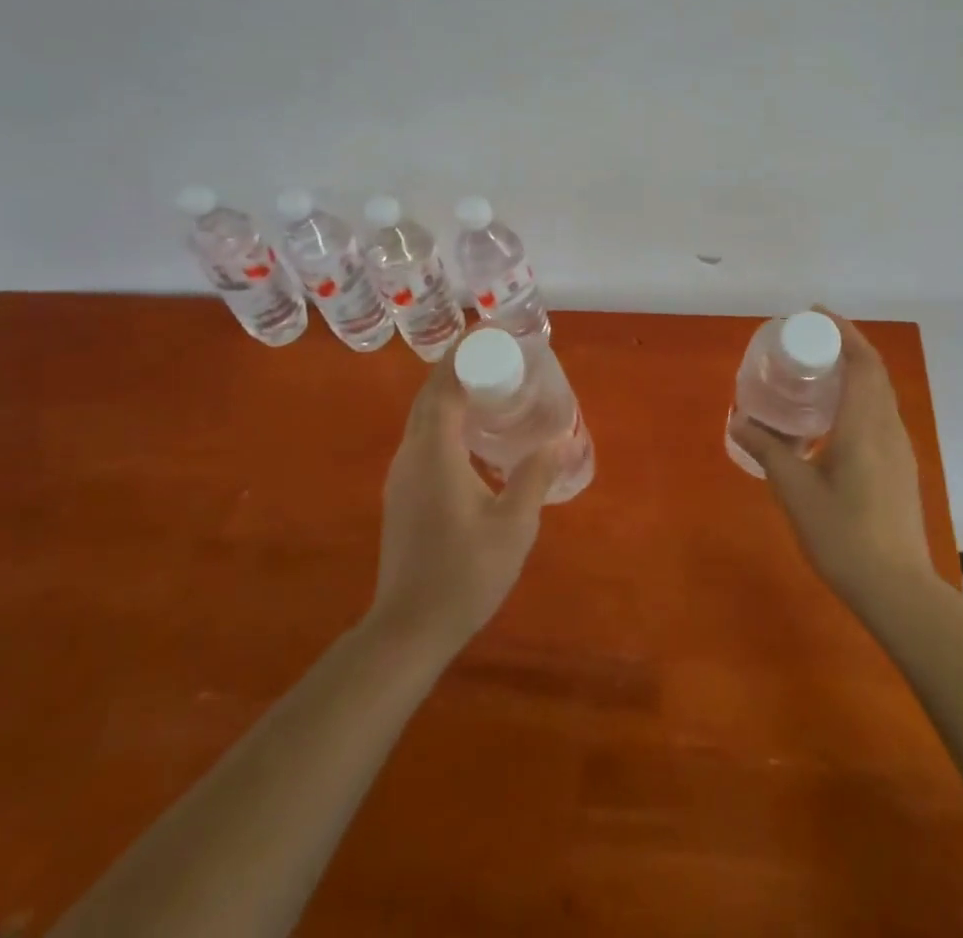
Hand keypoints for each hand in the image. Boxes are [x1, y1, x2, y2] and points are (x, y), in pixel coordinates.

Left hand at [366, 337, 559, 656]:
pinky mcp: (402, 492)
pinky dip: (445, 416)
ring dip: (450, 391)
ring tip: (490, 385)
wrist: (408, 629)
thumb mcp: (513, 525)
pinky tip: (473, 433)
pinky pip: (422, 435)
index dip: (465, 352)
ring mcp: (402, 474)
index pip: (444, 384)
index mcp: (435, 451)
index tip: (492, 332)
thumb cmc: (464, 574)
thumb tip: (560, 439)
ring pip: (422, 415)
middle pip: (429, 393)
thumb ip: (536, 476)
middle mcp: (411, 453)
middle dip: (459, 365)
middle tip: (499, 354)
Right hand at [726, 310, 936, 616]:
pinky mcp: (901, 466)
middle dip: (846, 345)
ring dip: (855, 371)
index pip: (862, 361)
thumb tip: (737, 419)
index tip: (814, 314)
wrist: (897, 589)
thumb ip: (767, 450)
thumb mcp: (796, 490)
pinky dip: (859, 397)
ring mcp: (899, 448)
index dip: (842, 330)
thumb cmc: (843, 535)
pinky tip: (833, 418)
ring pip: (880, 393)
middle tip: (808, 339)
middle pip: (874, 371)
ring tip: (817, 372)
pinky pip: (880, 414)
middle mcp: (888, 427)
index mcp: (865, 424)